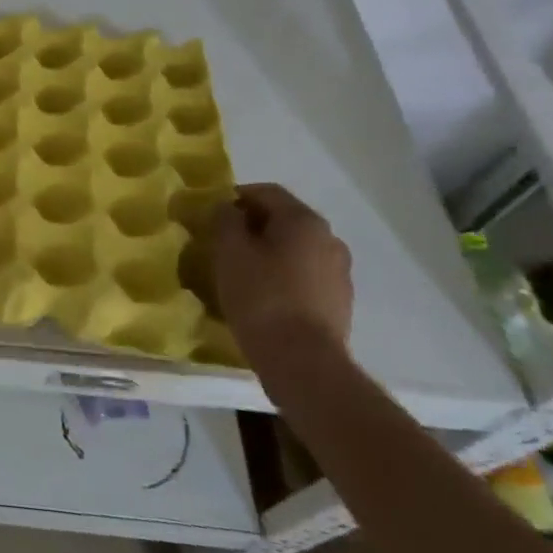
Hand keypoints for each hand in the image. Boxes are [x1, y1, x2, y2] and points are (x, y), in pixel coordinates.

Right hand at [211, 183, 353, 371]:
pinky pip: (305, 276)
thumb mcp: (229, 251)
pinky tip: (264, 296)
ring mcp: (339, 272)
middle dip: (253, 225)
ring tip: (242, 271)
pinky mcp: (339, 302)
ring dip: (269, 252)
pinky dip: (284, 276)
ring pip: (296, 249)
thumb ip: (225, 219)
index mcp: (304, 220)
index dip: (236, 197)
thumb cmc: (261, 296)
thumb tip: (227, 208)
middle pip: (284, 220)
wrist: (302, 361)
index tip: (212, 214)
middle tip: (224, 242)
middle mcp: (329, 239)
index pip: (266, 192)